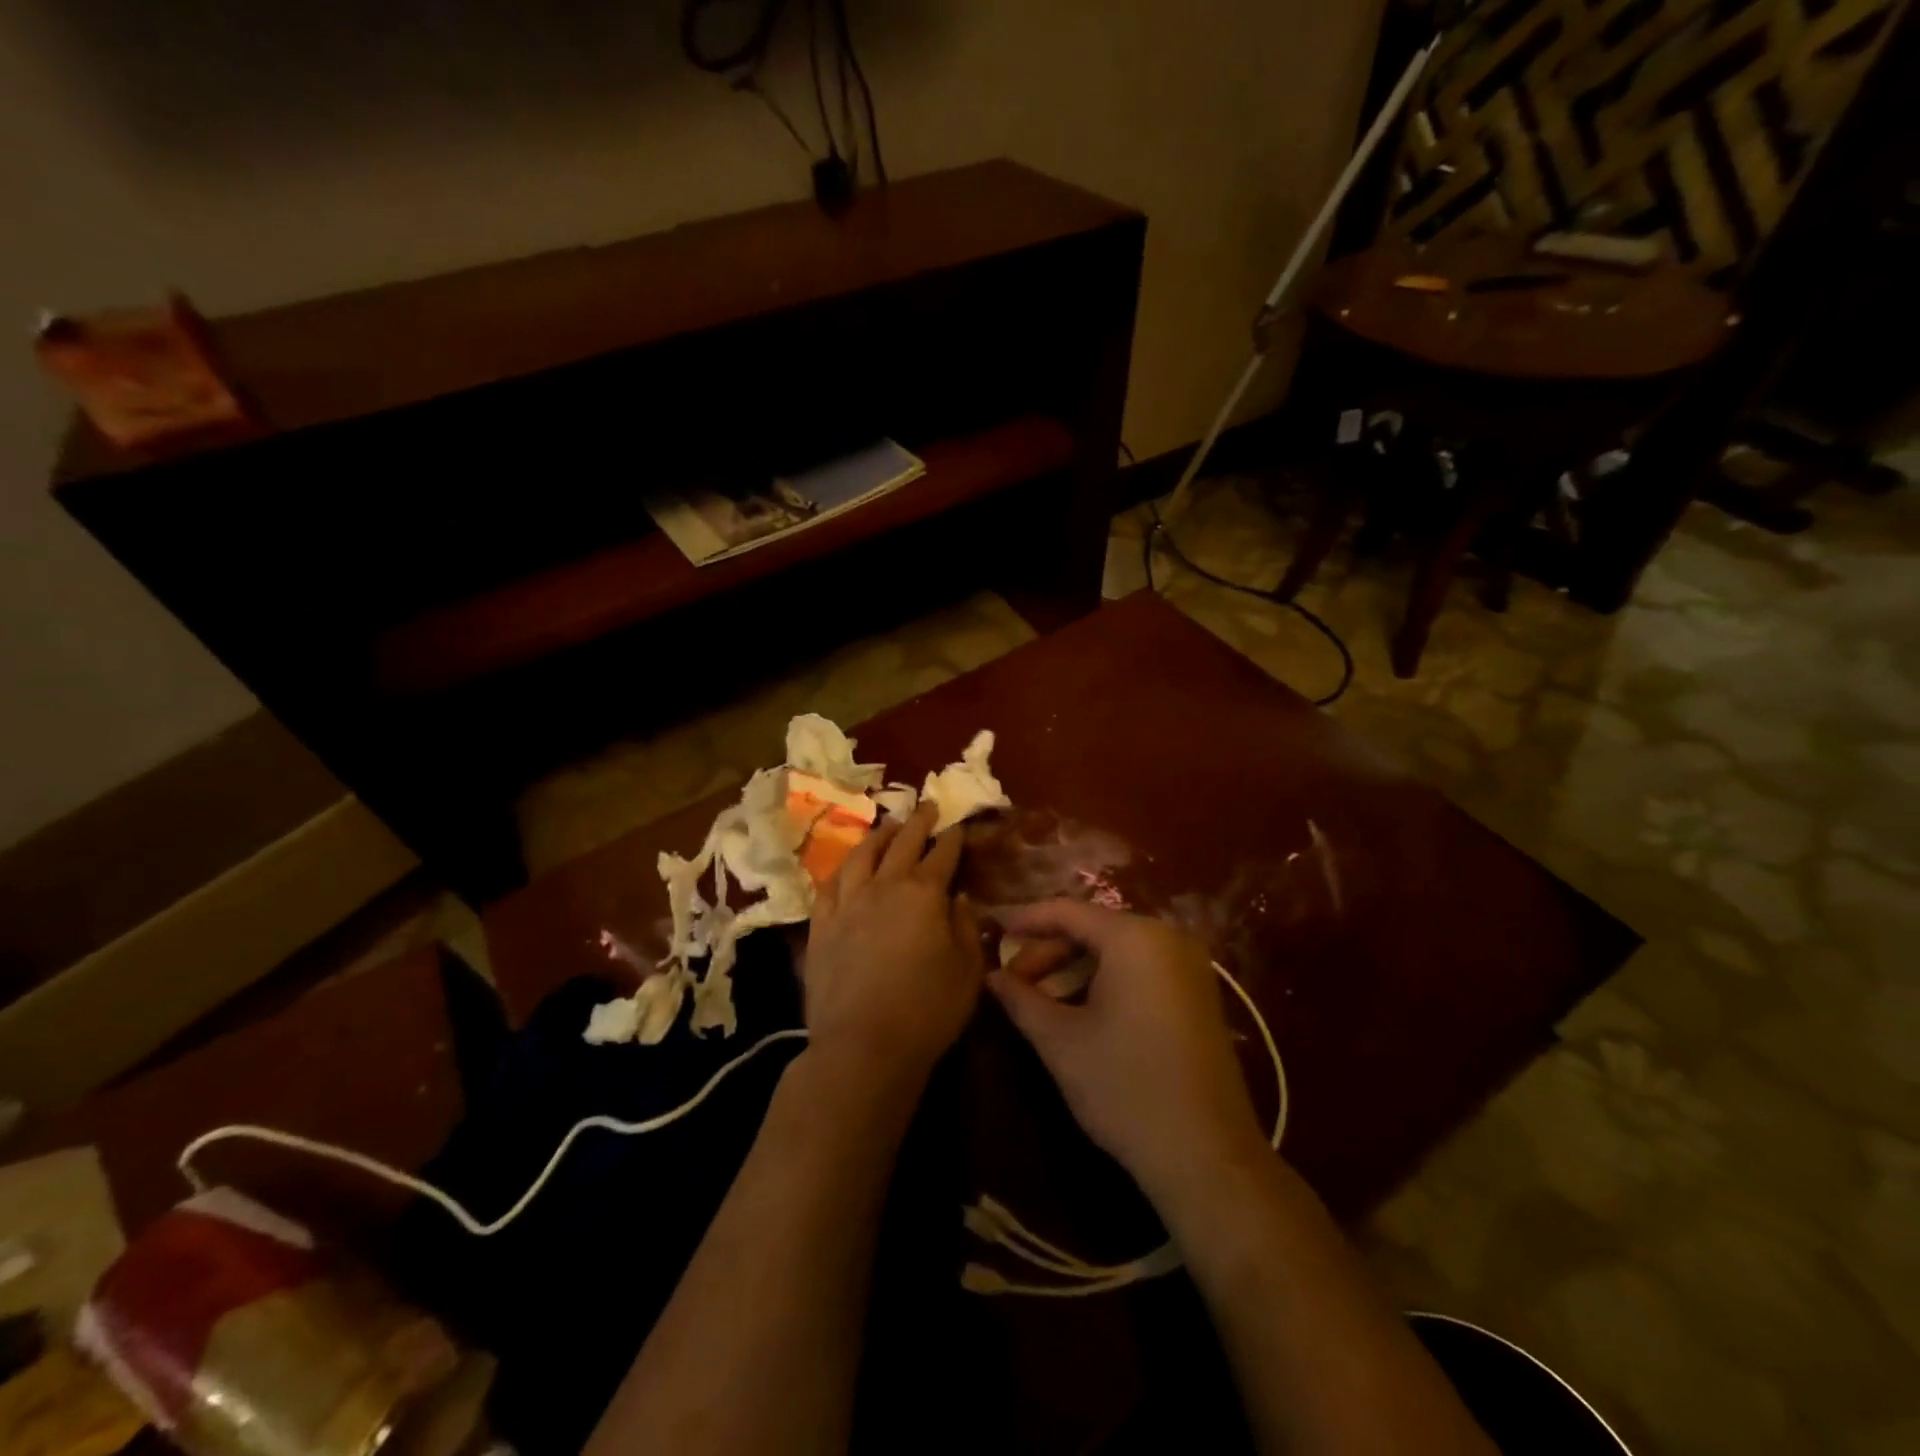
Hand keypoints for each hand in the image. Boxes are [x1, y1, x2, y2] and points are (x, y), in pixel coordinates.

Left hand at [803, 803, 984, 1092]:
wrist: (863, 1045)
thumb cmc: (928, 1009)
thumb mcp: (968, 970)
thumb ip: (966, 926)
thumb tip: (959, 897)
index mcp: (924, 893)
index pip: (943, 854)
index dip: (953, 837)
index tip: (958, 825)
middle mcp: (884, 887)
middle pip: (902, 843)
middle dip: (918, 822)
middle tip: (926, 806)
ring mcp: (847, 903)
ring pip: (862, 855)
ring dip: (878, 836)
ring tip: (888, 827)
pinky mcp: (821, 925)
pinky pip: (830, 885)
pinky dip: (843, 869)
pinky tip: (847, 867)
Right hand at [987, 900, 1265, 1201]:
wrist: (1207, 1156)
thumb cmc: (1124, 1087)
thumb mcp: (1060, 1041)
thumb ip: (1021, 999)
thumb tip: (992, 976)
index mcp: (1134, 938)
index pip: (1067, 912)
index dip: (1026, 920)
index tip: (992, 931)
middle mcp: (1167, 938)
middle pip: (1093, 929)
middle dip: (1048, 952)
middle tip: (1013, 982)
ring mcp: (1189, 966)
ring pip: (1116, 951)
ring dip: (1074, 969)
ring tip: (1039, 1000)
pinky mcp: (1199, 995)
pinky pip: (1141, 970)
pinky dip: (1105, 981)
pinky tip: (1080, 1011)